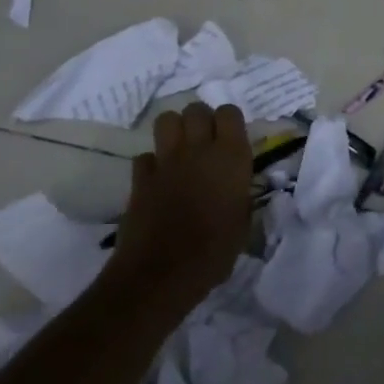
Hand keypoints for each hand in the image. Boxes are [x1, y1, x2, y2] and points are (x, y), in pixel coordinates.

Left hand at [107, 102, 252, 318]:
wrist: (162, 274)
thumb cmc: (214, 252)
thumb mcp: (242, 223)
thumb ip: (240, 195)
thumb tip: (236, 189)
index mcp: (231, 157)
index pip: (230, 112)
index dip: (229, 121)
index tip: (231, 138)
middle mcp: (199, 149)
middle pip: (196, 109)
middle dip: (200, 119)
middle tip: (205, 141)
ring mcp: (166, 161)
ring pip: (166, 119)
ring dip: (174, 129)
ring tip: (181, 149)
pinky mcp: (140, 178)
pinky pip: (145, 156)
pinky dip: (151, 163)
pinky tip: (158, 178)